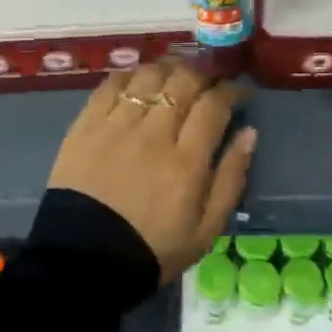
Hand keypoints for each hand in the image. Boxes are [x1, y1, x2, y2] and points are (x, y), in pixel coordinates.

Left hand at [47, 60, 256, 283]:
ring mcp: (117, 125)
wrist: (82, 263)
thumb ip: (230, 179)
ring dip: (167, 69)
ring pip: (148, 76)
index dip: (230, 91)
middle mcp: (154, 133)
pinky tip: (137, 80)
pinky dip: (129, 75)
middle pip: (183, 81)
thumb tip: (249, 133)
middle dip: (202, 73)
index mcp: (186, 161)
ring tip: (174, 75)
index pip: (214, 105)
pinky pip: (111, 84)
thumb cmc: (151, 249)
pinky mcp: (86, 125)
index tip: (237, 92)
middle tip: (207, 80)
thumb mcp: (205, 231)